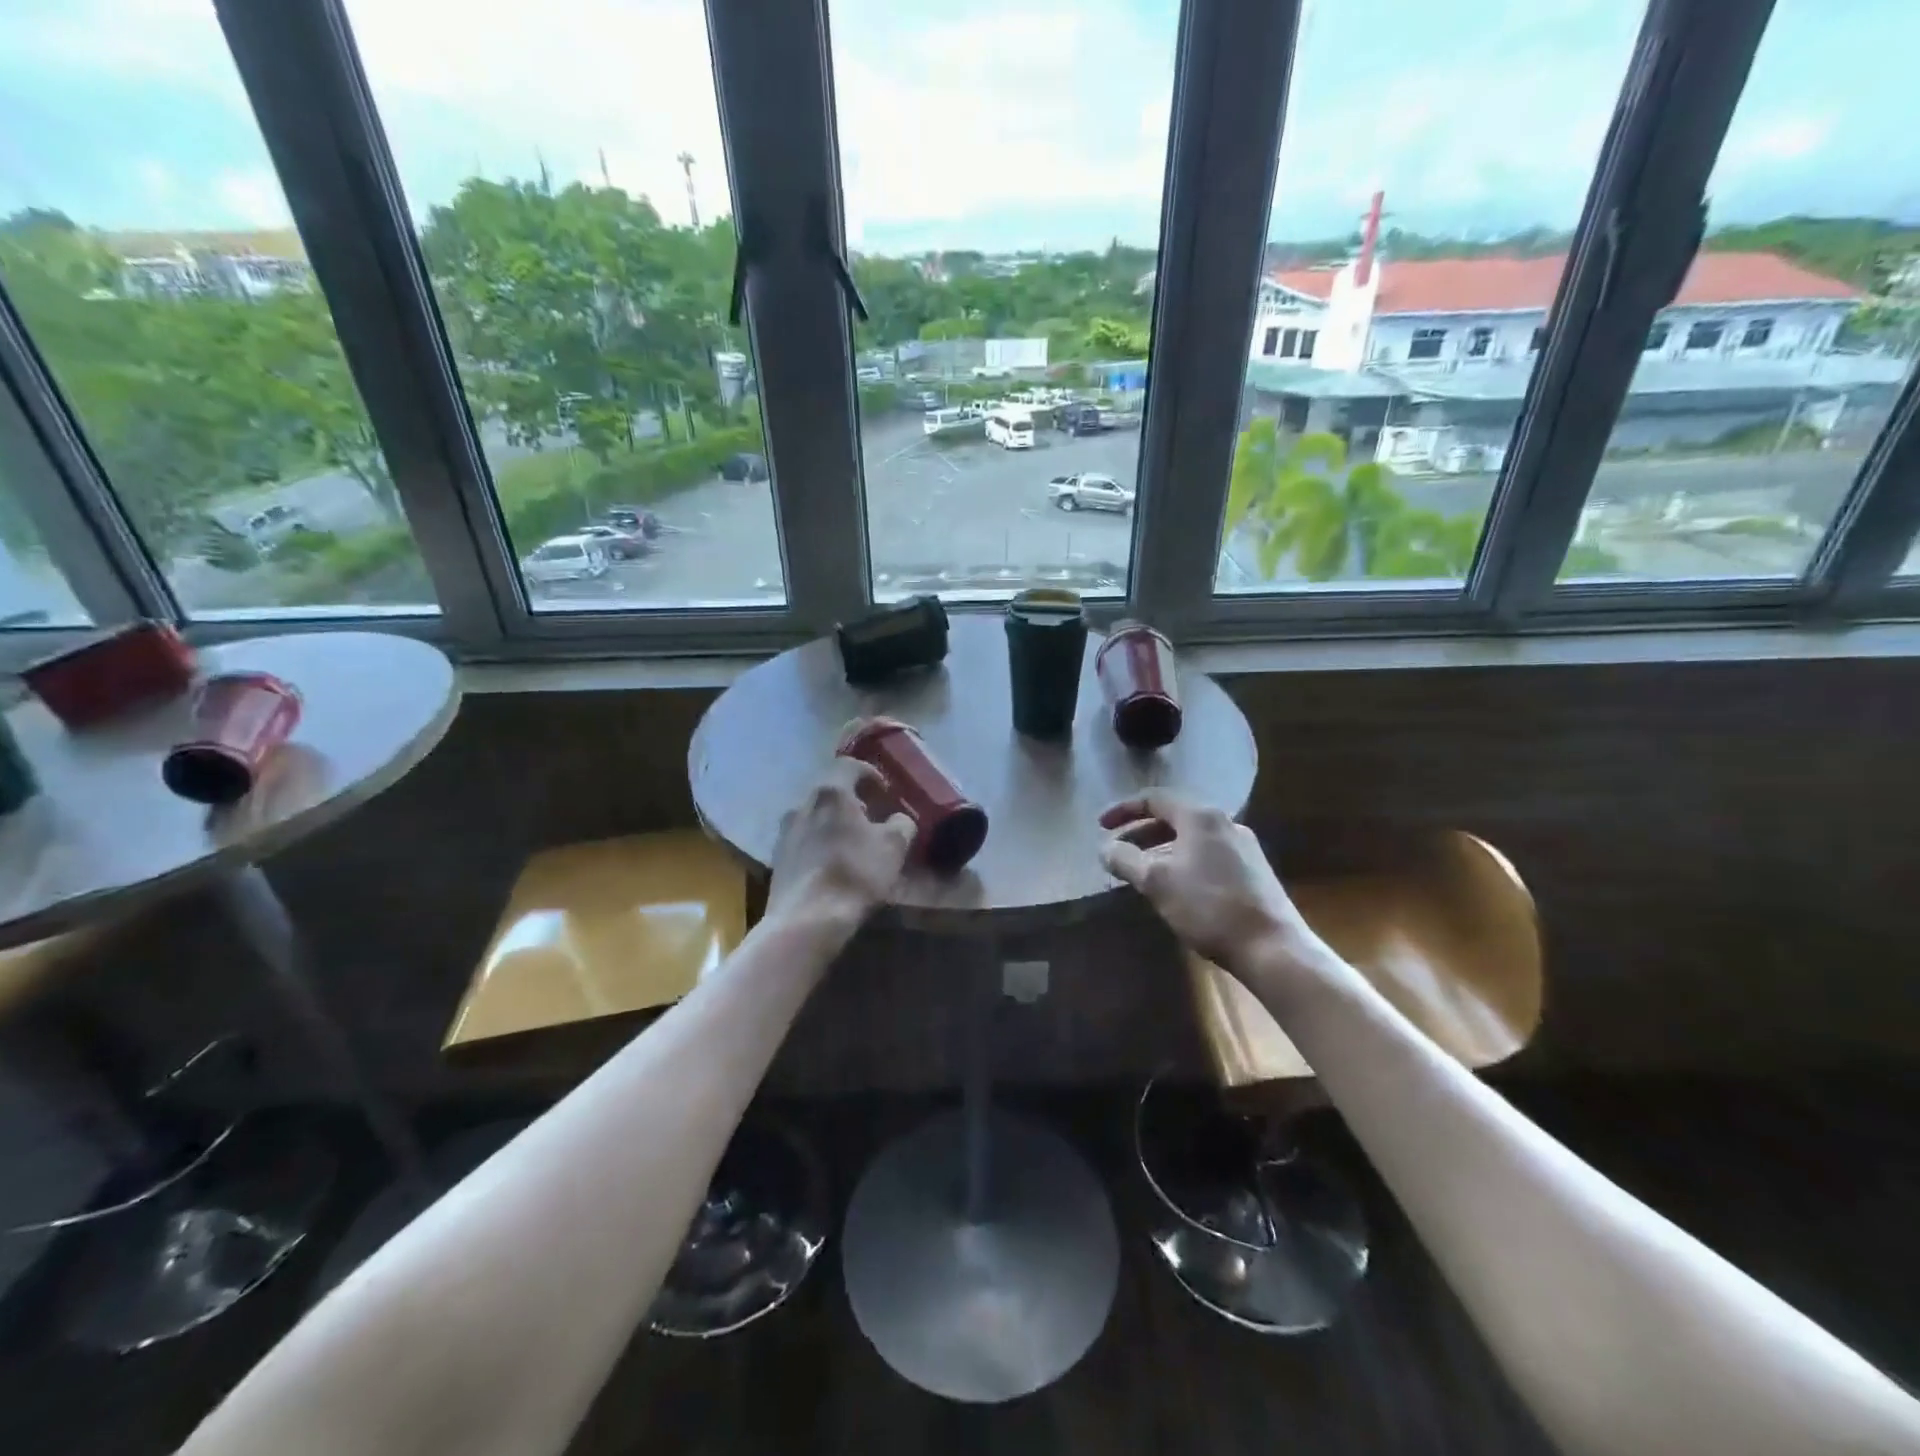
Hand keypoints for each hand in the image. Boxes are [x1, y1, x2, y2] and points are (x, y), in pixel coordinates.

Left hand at [766, 758, 914, 934]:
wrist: (807, 919)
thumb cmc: (855, 873)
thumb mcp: (894, 847)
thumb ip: (901, 825)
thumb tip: (898, 820)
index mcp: (831, 792)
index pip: (849, 766)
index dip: (869, 773)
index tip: (884, 789)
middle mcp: (803, 803)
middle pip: (829, 790)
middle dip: (851, 799)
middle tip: (871, 814)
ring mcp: (785, 831)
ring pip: (814, 815)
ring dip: (833, 821)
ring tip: (852, 840)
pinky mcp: (777, 857)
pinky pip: (803, 838)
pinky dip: (820, 841)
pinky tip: (832, 862)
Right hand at [1099, 790, 1309, 973]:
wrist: (1272, 947)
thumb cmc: (1208, 907)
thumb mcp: (1156, 882)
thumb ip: (1125, 860)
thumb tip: (1105, 849)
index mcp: (1200, 816)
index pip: (1154, 798)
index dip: (1123, 810)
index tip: (1101, 827)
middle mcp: (1225, 822)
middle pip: (1174, 816)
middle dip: (1141, 832)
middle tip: (1118, 851)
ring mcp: (1243, 846)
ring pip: (1191, 837)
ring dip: (1161, 848)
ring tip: (1142, 871)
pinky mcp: (1253, 870)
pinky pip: (1208, 854)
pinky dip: (1183, 860)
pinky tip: (1176, 886)